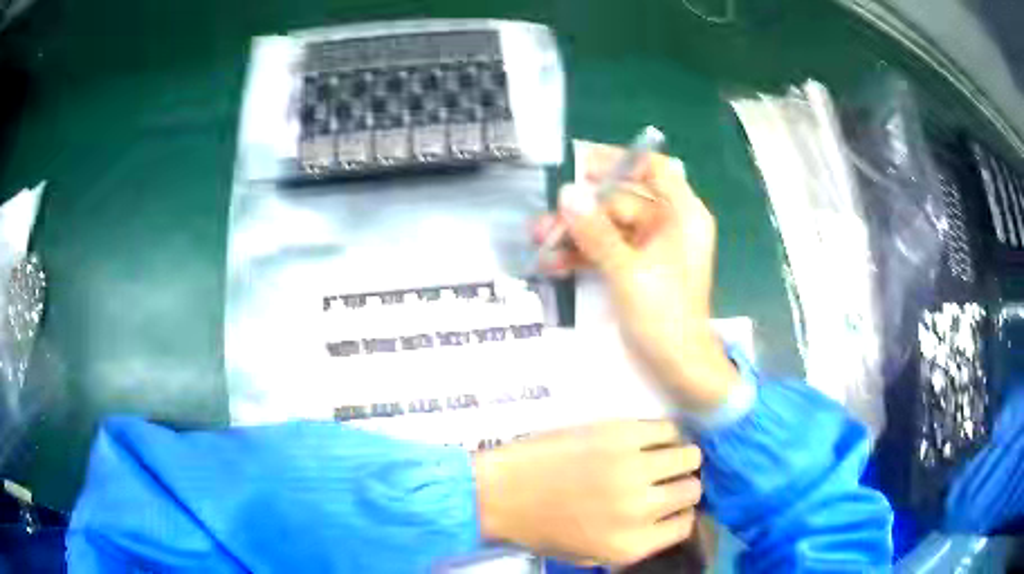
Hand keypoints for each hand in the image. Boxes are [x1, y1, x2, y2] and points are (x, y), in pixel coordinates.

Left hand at [473, 420, 701, 565]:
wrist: (499, 493)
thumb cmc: (540, 528)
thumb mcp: (592, 553)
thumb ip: (636, 542)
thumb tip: (668, 519)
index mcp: (632, 545)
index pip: (685, 524)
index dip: (681, 512)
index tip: (673, 503)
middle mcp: (640, 508)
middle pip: (691, 489)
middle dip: (681, 484)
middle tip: (665, 477)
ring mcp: (632, 468)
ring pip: (688, 456)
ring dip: (679, 457)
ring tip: (660, 456)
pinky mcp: (620, 434)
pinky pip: (667, 428)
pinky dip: (664, 433)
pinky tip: (647, 438)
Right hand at [534, 146, 739, 411]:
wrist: (679, 366)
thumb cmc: (664, 316)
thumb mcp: (627, 271)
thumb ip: (596, 232)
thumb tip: (567, 194)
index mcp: (682, 215)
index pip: (655, 169)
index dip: (620, 162)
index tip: (583, 167)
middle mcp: (671, 224)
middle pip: (623, 201)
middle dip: (584, 212)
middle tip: (545, 223)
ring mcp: (655, 248)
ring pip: (611, 228)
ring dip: (577, 235)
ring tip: (540, 243)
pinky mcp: (640, 268)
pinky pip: (611, 250)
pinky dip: (586, 256)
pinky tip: (554, 264)